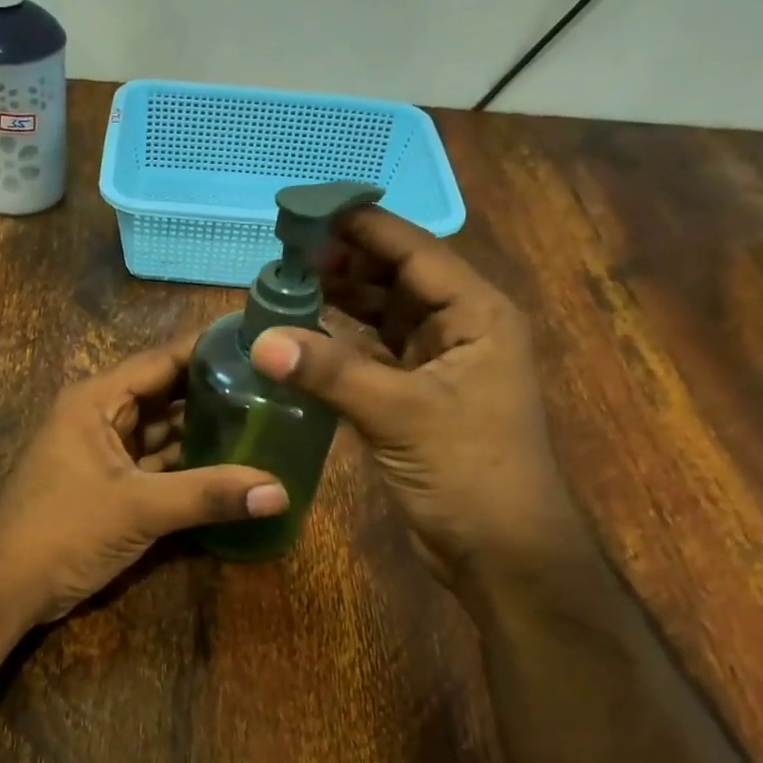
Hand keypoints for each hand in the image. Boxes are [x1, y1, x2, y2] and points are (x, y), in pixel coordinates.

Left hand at [0, 336, 287, 624]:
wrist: (4, 589)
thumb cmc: (62, 531)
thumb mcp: (139, 508)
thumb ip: (208, 496)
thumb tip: (281, 491)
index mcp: (97, 400)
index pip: (162, 360)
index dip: (209, 350)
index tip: (260, 345)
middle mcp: (100, 417)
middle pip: (166, 395)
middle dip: (215, 394)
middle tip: (275, 390)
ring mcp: (103, 453)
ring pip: (163, 433)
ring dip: (204, 434)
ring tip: (263, 424)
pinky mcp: (108, 486)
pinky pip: (156, 465)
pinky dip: (188, 467)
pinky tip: (229, 468)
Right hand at [250, 207, 583, 583]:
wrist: (500, 552)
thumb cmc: (470, 472)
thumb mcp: (401, 414)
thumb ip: (331, 372)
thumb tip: (262, 340)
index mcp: (477, 315)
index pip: (415, 252)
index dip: (363, 228)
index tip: (309, 209)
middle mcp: (460, 331)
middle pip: (398, 280)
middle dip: (346, 262)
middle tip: (286, 250)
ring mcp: (438, 368)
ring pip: (384, 319)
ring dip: (342, 302)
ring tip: (288, 285)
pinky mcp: (416, 402)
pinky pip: (373, 358)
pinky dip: (342, 347)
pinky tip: (305, 339)